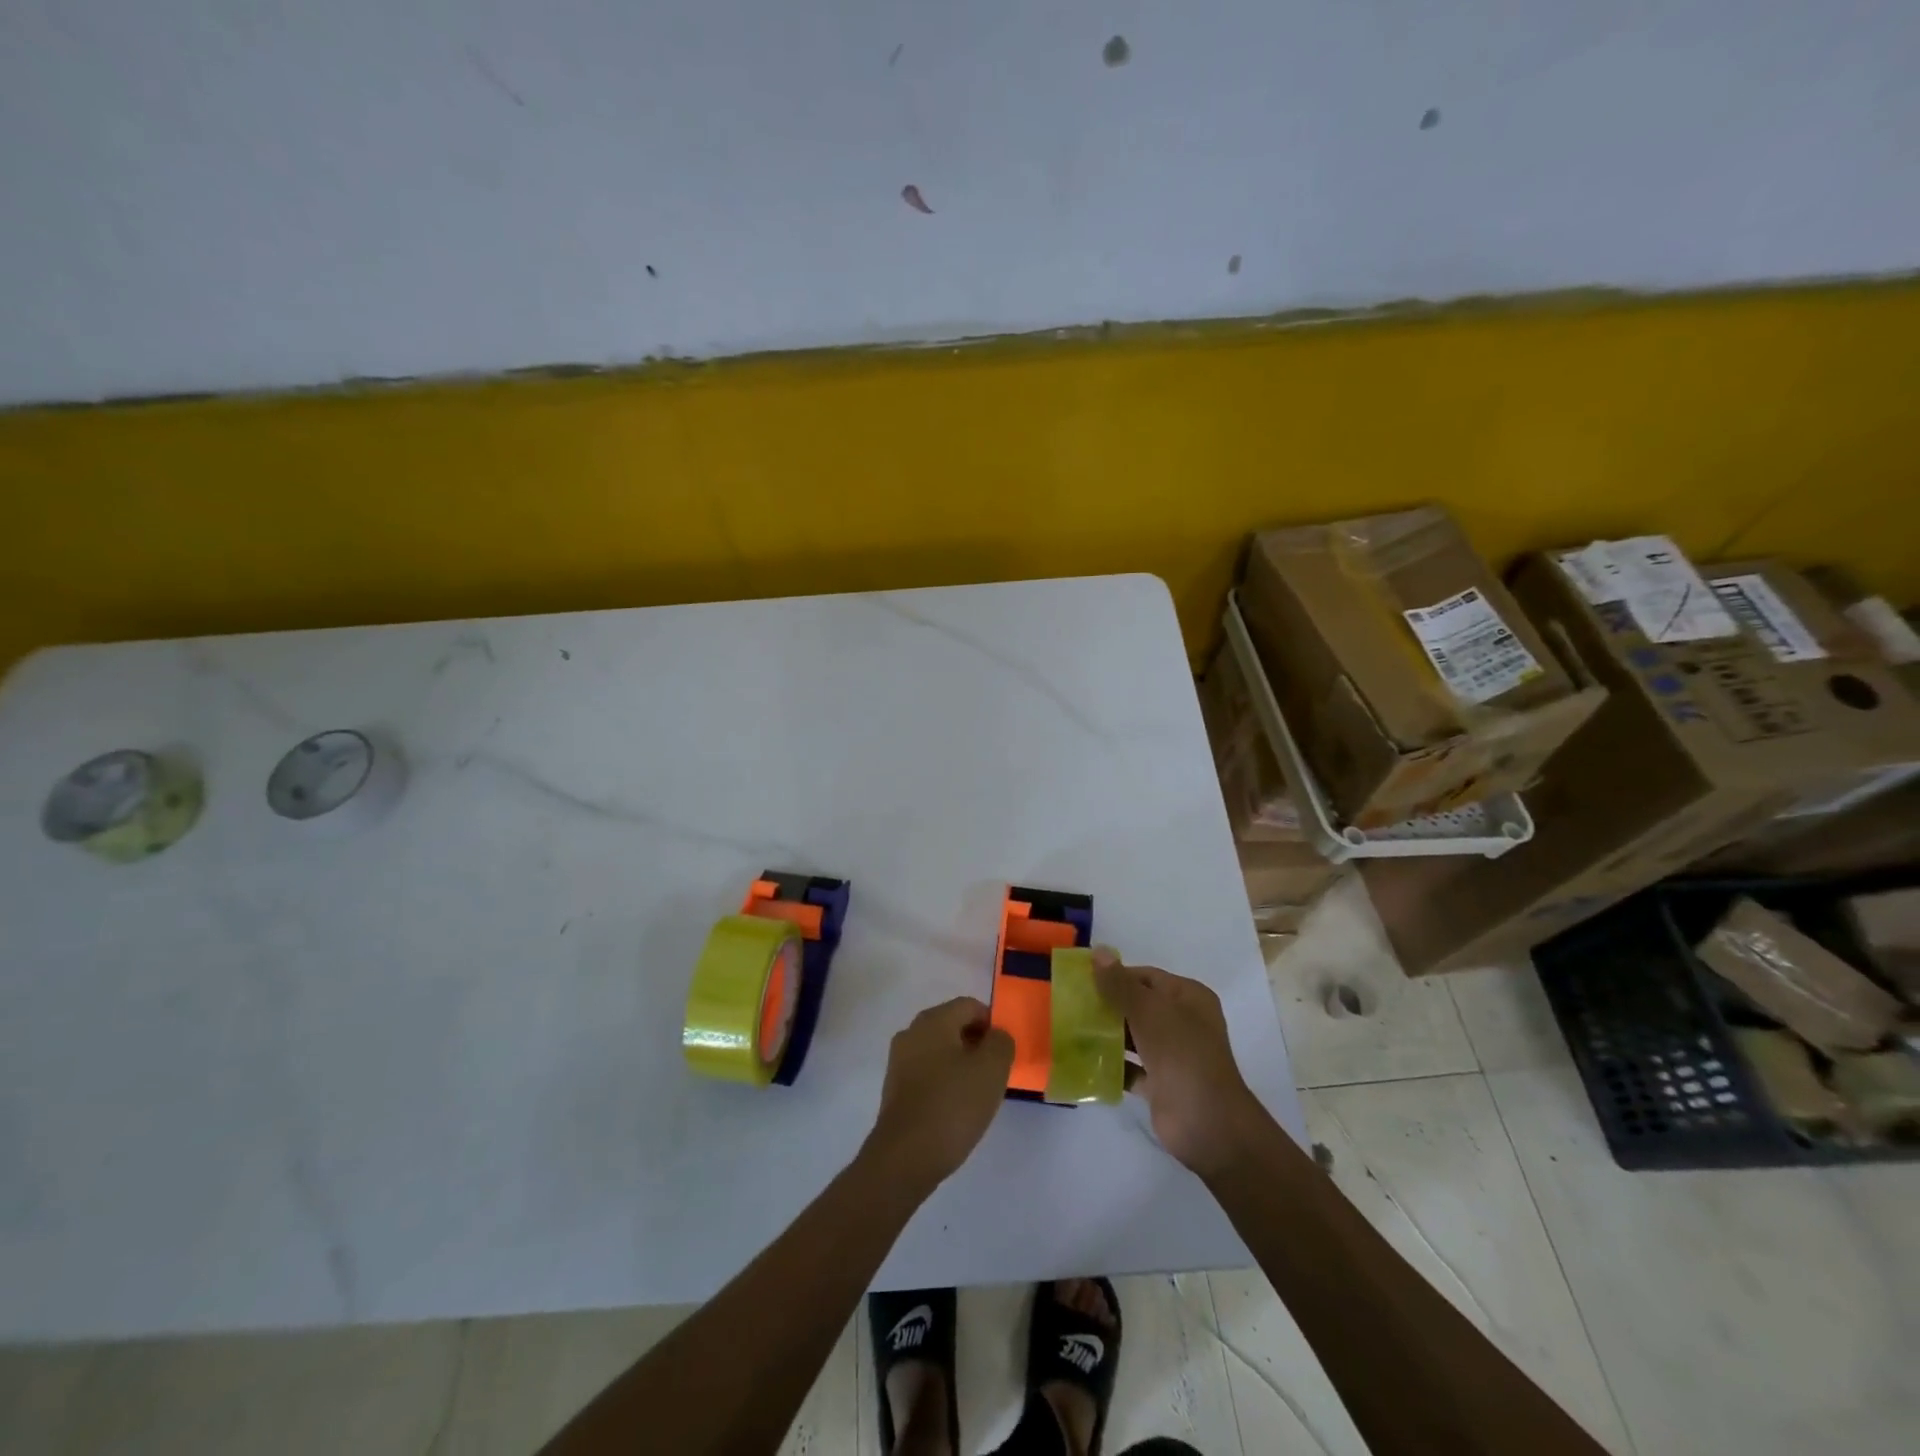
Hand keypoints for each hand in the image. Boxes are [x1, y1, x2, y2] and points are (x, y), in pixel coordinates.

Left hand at [864, 997, 1014, 1192]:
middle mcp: (912, 1032)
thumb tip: (996, 1036)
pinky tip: (955, 1109)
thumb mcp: (992, 1069)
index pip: (970, 1006)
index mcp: (933, 1020)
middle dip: (977, 1045)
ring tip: (977, 1094)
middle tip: (995, 1073)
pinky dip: (944, 1083)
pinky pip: (927, 1073)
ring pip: (940, 1051)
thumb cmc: (953, 1105)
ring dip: (961, 1065)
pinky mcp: (894, 1088)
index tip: (1004, 1053)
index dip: (992, 1024)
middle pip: (953, 1026)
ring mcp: (899, 1060)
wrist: (905, 1157)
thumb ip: (1001, 1043)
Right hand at [1093, 948, 1264, 1179]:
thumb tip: (1098, 951)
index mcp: (1188, 997)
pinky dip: (1112, 1065)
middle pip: (1139, 1005)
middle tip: (1071, 1005)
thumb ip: (1120, 983)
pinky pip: (1131, 1068)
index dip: (1116, 976)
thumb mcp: (1148, 1010)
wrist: (1206, 1122)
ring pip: (1134, 1036)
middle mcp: (1183, 1022)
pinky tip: (1085, 1061)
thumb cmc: (1181, 1053)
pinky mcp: (1161, 1084)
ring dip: (1108, 1034)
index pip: (1147, 977)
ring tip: (1071, 1029)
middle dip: (1108, 1005)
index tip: (1082, 980)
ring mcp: (1173, 1055)